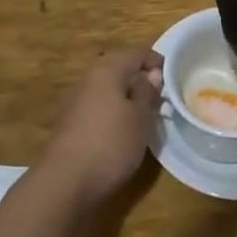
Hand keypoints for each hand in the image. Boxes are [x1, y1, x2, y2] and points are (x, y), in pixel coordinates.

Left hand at [39, 48, 162, 209]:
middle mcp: (87, 79)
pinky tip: (119, 133)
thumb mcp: (140, 118)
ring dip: (125, 97)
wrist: (63, 184)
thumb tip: (150, 74)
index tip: (172, 79)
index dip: (156, 61)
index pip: (136, 52)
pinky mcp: (68, 124)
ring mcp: (74, 102)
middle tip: (159, 99)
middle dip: (139, 79)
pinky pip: (96, 108)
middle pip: (118, 69)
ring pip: (106, 89)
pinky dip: (111, 113)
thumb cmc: (110, 144)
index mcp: (107, 71)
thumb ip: (146, 92)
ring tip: (142, 118)